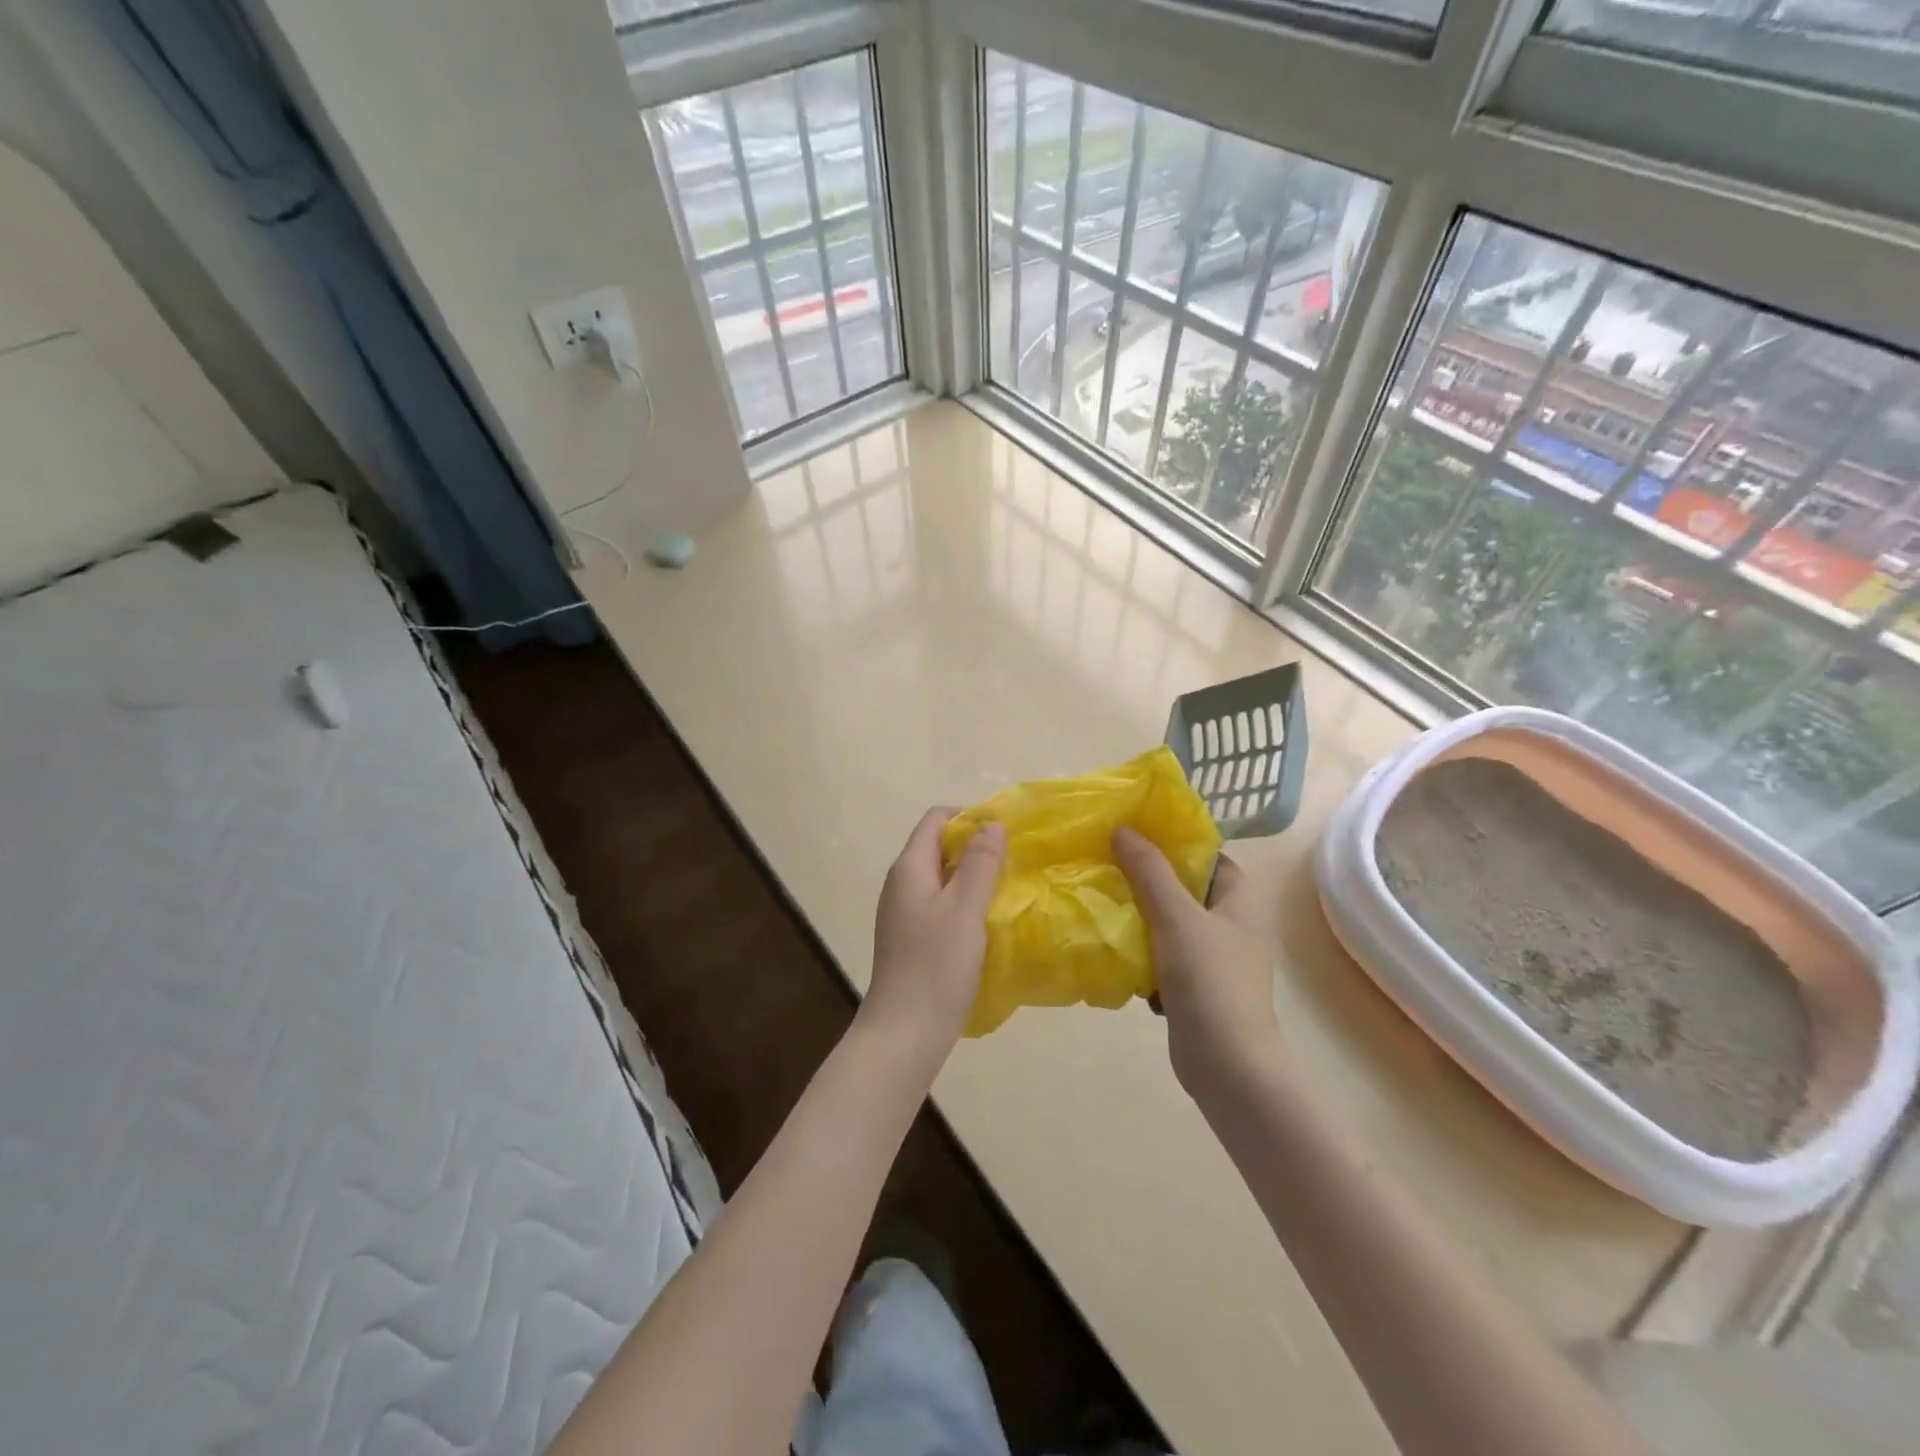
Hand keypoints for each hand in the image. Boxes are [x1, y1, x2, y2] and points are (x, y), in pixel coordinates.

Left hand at [861, 808, 1006, 1060]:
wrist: (904, 1033)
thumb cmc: (935, 966)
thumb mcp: (965, 909)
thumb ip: (980, 863)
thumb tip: (992, 824)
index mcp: (909, 868)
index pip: (936, 819)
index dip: (969, 816)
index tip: (1005, 833)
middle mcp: (901, 884)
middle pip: (938, 847)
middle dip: (975, 847)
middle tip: (1013, 861)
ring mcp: (904, 913)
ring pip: (941, 878)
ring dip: (972, 876)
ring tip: (1007, 889)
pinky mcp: (911, 939)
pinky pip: (940, 905)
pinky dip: (964, 903)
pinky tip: (987, 922)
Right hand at [1113, 828, 1280, 1101]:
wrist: (1228, 1068)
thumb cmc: (1211, 982)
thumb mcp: (1177, 918)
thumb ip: (1149, 872)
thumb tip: (1123, 829)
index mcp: (1240, 901)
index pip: (1208, 856)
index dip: (1175, 843)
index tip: (1135, 835)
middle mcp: (1231, 925)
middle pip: (1184, 889)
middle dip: (1147, 880)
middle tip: (1108, 867)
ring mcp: (1214, 959)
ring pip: (1169, 924)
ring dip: (1140, 919)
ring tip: (1104, 905)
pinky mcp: (1195, 988)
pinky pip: (1163, 957)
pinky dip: (1143, 955)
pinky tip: (1117, 955)